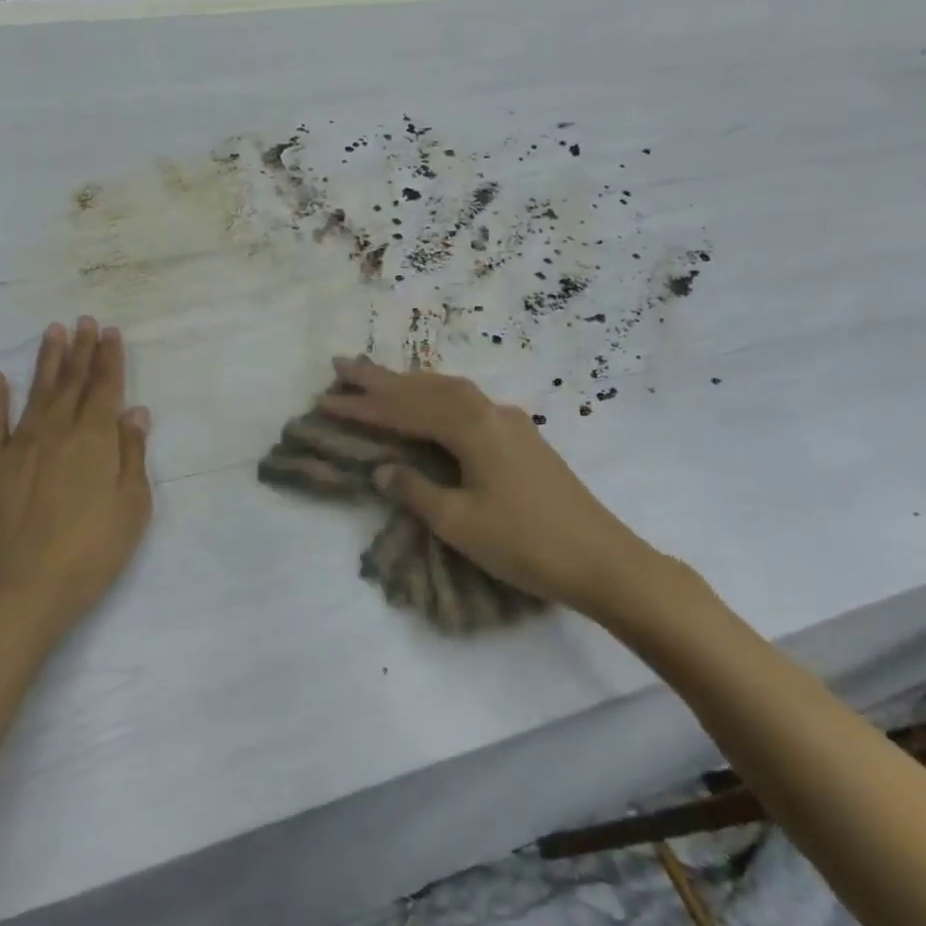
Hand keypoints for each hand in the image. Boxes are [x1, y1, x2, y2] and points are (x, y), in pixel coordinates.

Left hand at [0, 318, 152, 645]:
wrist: (21, 590)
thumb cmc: (91, 553)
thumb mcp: (132, 508)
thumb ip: (132, 455)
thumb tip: (134, 412)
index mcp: (95, 442)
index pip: (105, 390)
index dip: (110, 359)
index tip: (110, 332)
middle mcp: (55, 433)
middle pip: (72, 384)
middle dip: (82, 351)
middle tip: (85, 322)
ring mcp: (15, 447)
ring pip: (35, 394)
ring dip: (46, 362)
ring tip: (53, 333)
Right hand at [321, 357, 650, 613]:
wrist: (600, 559)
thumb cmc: (524, 543)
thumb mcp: (458, 522)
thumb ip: (414, 490)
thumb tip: (383, 468)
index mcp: (471, 427)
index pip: (404, 411)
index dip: (363, 408)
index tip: (324, 400)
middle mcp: (490, 412)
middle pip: (426, 388)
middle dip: (382, 379)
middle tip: (342, 366)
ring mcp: (511, 423)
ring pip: (450, 391)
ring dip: (411, 384)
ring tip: (378, 379)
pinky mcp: (523, 439)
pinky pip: (468, 404)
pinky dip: (438, 397)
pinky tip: (433, 403)